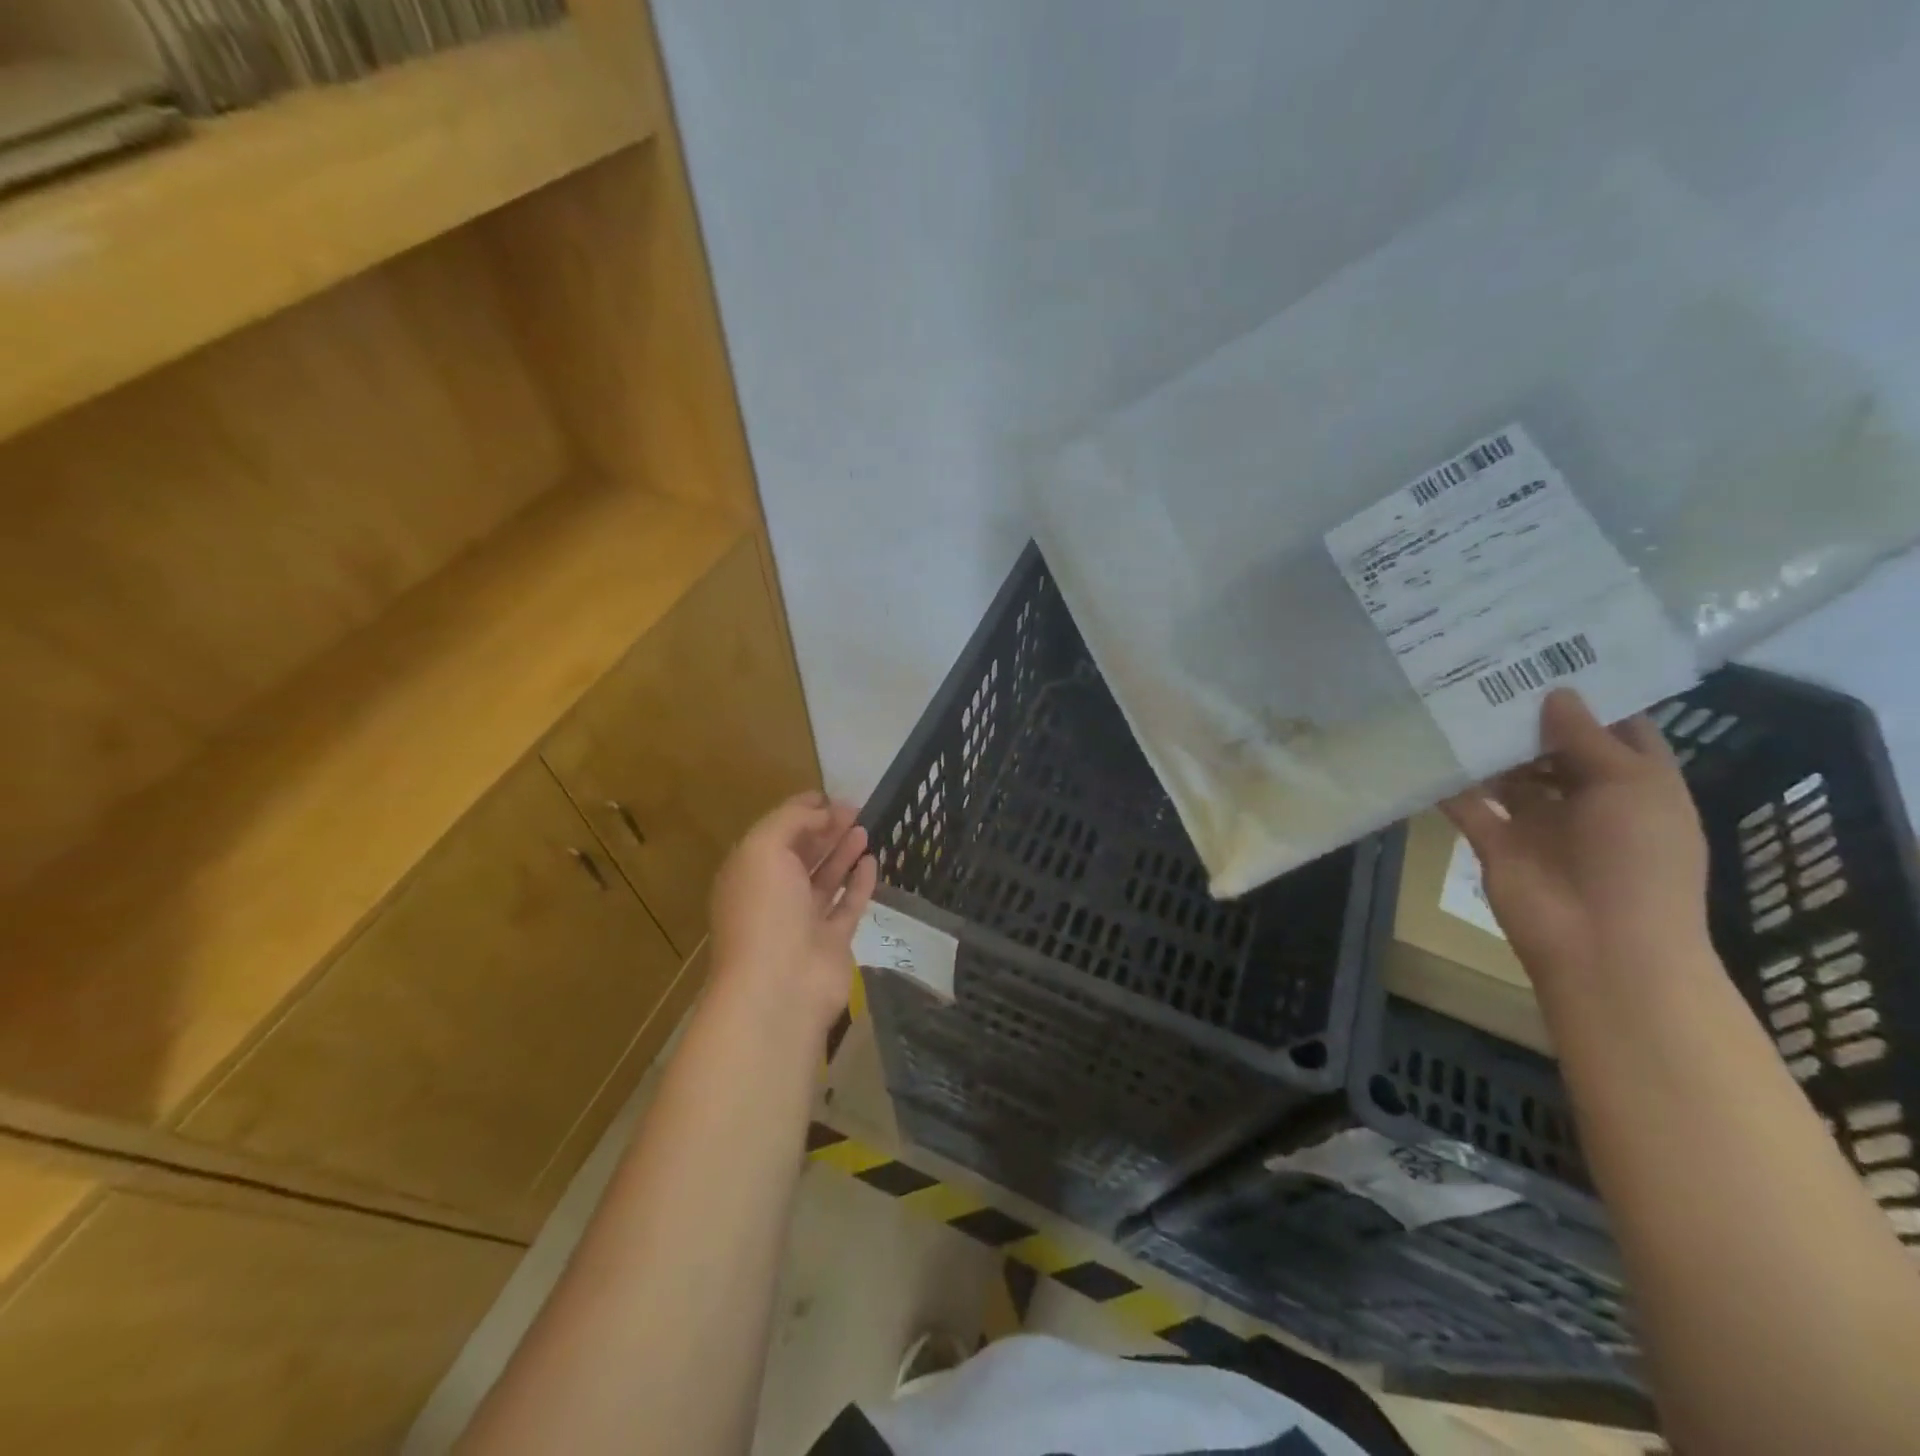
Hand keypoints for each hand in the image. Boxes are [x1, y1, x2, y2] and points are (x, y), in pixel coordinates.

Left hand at [709, 793, 877, 1033]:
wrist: (780, 986)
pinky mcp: (832, 942)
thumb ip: (791, 821)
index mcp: (749, 873)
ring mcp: (803, 921)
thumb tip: (820, 810)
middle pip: (802, 855)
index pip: (775, 834)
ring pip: (825, 879)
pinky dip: (859, 883)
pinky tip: (872, 861)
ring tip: (864, 828)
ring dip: (842, 852)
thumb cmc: (765, 910)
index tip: (827, 795)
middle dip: (825, 829)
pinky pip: (847, 905)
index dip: (800, 812)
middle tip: (854, 809)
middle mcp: (774, 895)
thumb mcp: (765, 849)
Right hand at [1442, 689, 1709, 985]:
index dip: (1589, 696)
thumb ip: (1587, 738)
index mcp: (1635, 784)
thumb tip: (1555, 693)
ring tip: (1450, 700)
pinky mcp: (1495, 840)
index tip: (1550, 657)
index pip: (1615, 730)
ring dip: (1486, 746)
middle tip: (1486, 670)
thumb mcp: (1630, 787)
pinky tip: (1425, 749)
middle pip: (1553, 747)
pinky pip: (1467, 804)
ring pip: (1507, 773)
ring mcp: (1538, 821)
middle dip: (1525, 715)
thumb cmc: (1637, 859)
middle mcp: (1586, 798)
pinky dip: (1447, 783)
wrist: (1600, 942)